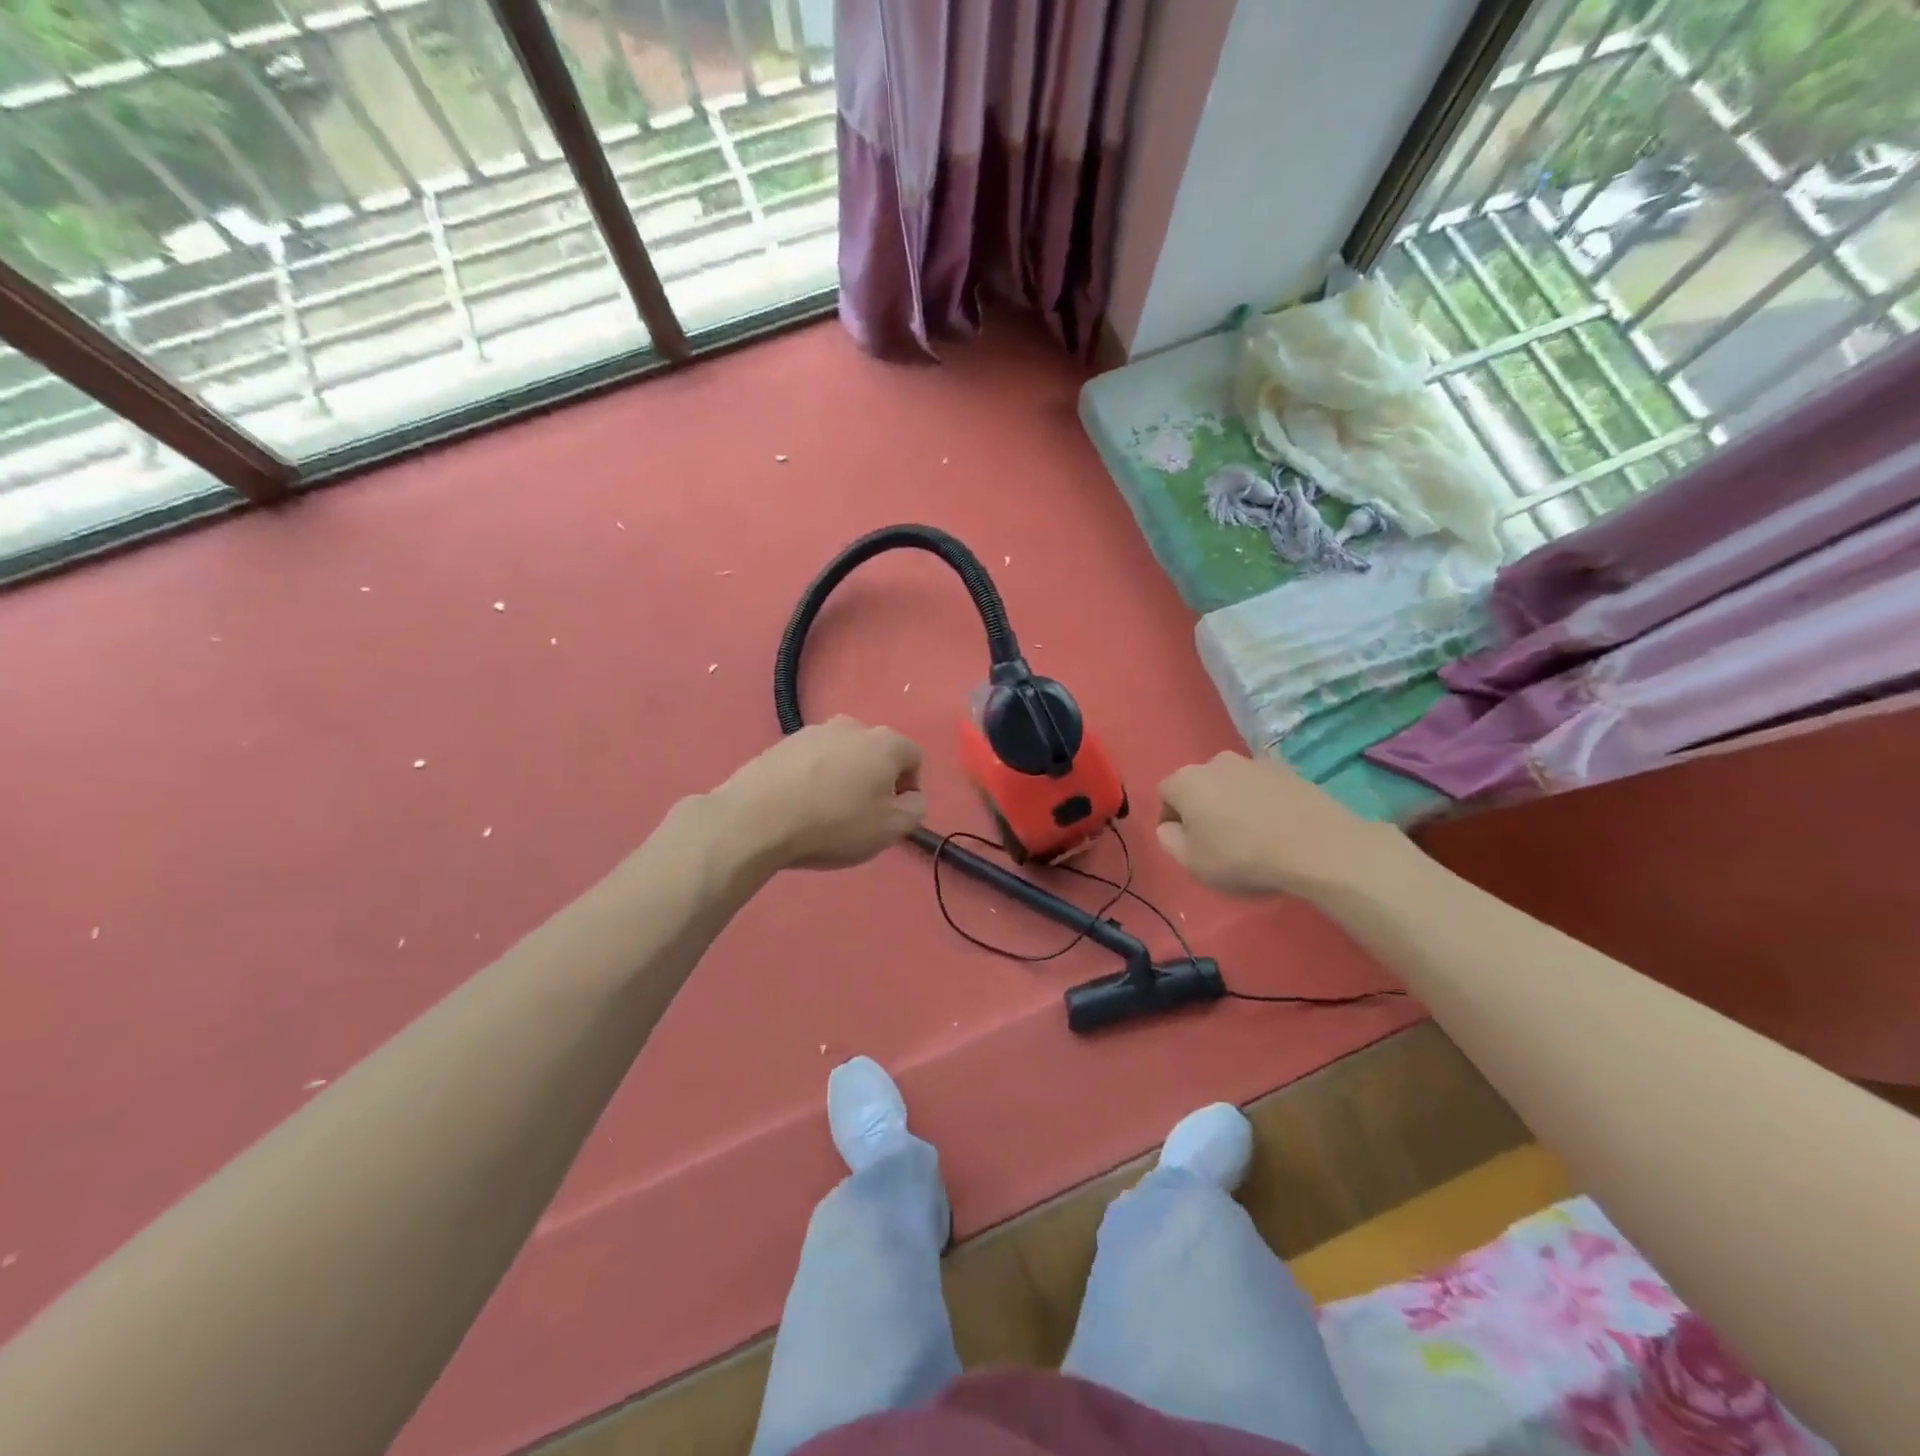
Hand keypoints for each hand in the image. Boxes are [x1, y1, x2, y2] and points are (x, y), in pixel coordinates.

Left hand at [713, 717, 926, 870]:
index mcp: (884, 742)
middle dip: (875, 780)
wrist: (756, 819)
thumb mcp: (890, 829)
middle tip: (861, 814)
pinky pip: (810, 761)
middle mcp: (851, 726)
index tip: (892, 814)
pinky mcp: (780, 744)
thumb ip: (915, 810)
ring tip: (826, 811)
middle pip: (876, 753)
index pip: (913, 756)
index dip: (910, 787)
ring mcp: (812, 732)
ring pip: (842, 755)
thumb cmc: (834, 824)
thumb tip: (912, 797)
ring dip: (843, 777)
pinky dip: (812, 778)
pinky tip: (799, 805)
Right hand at [1156, 750, 1407, 898]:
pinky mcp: (1287, 769)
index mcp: (1187, 780)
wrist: (1318, 847)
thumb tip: (1170, 826)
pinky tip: (1275, 828)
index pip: (1165, 795)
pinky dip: (1261, 802)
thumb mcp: (1192, 863)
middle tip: (1217, 842)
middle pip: (1198, 785)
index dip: (1171, 820)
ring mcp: (1254, 762)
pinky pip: (1261, 787)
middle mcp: (1216, 762)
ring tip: (1250, 835)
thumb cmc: (1243, 857)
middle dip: (1202, 809)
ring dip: (1232, 803)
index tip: (1188, 845)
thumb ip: (1168, 840)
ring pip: (1230, 784)